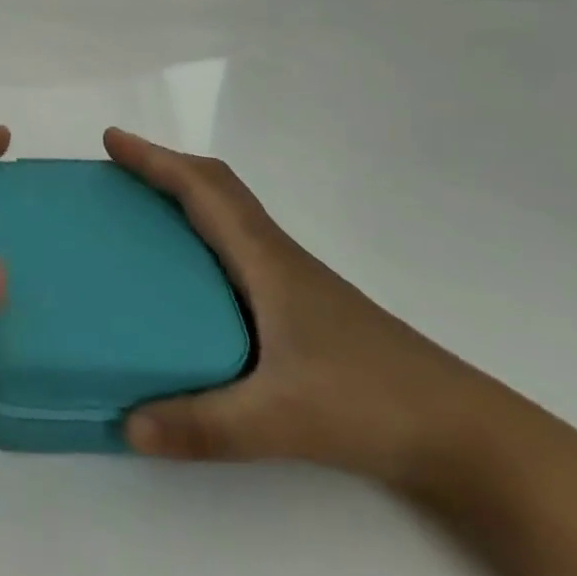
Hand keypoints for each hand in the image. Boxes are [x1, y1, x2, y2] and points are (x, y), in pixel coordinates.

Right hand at [104, 129, 497, 484]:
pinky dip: (202, 236)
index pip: (203, 188)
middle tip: (116, 173)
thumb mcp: (281, 419)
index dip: (155, 159)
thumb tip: (127, 424)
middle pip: (216, 188)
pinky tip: (187, 280)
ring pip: (229, 216)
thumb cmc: (372, 403)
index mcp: (265, 259)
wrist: (464, 434)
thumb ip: (204, 425)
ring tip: (138, 216)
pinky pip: (236, 248)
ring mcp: (291, 281)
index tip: (111, 141)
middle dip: (163, 168)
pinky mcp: (299, 308)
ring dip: (184, 198)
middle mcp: (275, 256)